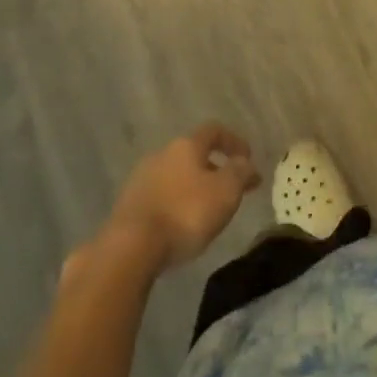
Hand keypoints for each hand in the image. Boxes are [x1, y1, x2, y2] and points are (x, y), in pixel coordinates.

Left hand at [103, 124, 259, 272]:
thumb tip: (246, 162)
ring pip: (175, 175)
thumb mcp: (225, 193)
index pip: (214, 130)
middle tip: (229, 190)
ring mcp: (141, 177)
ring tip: (205, 211)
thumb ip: (240, 173)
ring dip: (192, 187)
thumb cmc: (185, 213)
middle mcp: (162, 153)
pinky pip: (159, 196)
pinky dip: (174, 203)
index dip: (233, 141)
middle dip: (213, 168)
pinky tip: (179, 225)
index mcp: (186, 145)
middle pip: (193, 153)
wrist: (131, 246)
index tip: (248, 158)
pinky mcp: (128, 203)